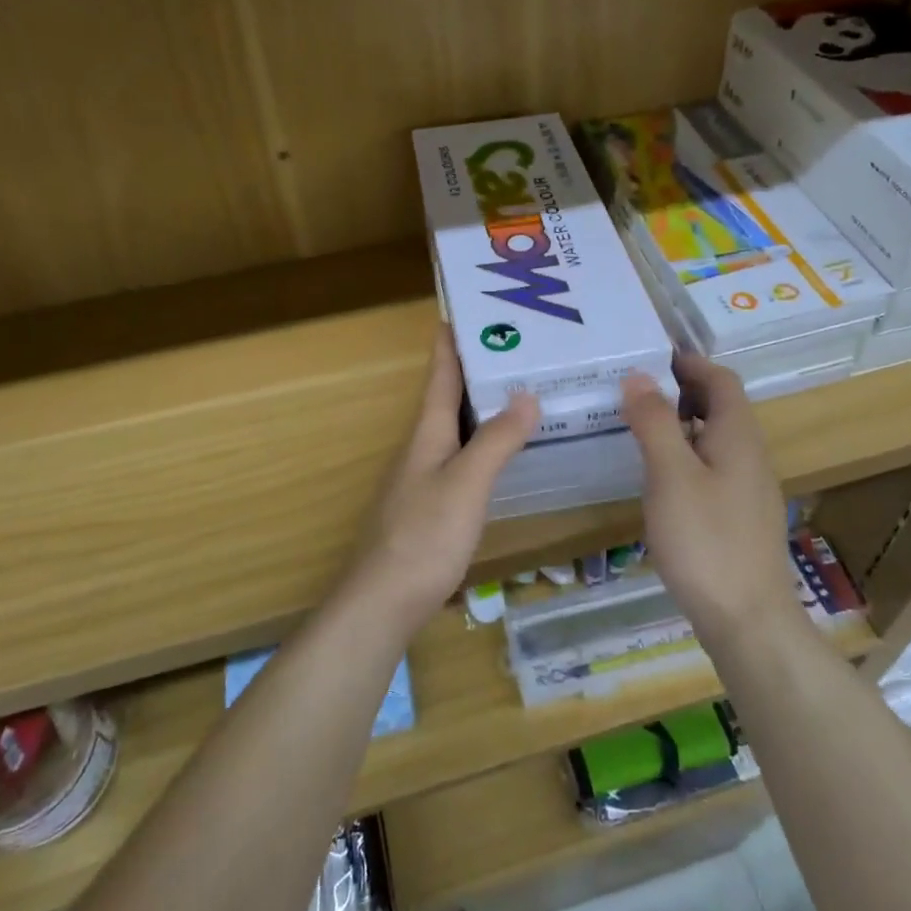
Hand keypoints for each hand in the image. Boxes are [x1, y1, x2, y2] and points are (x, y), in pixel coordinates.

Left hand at [345, 327, 536, 632]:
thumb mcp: (466, 483)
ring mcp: (425, 478)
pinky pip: (464, 458)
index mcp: (427, 433)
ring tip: (522, 390)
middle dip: (478, 368)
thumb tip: (526, 395)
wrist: (384, 602)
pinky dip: (486, 443)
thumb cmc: (424, 536)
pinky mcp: (433, 506)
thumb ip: (496, 440)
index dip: (451, 342)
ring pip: (458, 429)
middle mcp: (423, 448)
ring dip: (484, 406)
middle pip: (449, 397)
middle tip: (519, 346)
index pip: (439, 374)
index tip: (466, 308)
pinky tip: (507, 452)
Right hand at [621, 354, 801, 643]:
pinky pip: (713, 469)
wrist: (747, 619)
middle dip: (682, 391)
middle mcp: (750, 455)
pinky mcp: (739, 518)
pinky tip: (660, 479)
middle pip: (721, 407)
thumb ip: (655, 422)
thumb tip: (639, 376)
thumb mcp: (671, 475)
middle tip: (635, 392)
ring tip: (639, 430)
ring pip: (715, 440)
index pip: (720, 380)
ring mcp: (748, 489)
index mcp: (738, 436)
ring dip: (682, 425)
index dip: (689, 363)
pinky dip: (686, 457)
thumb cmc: (706, 541)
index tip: (650, 357)